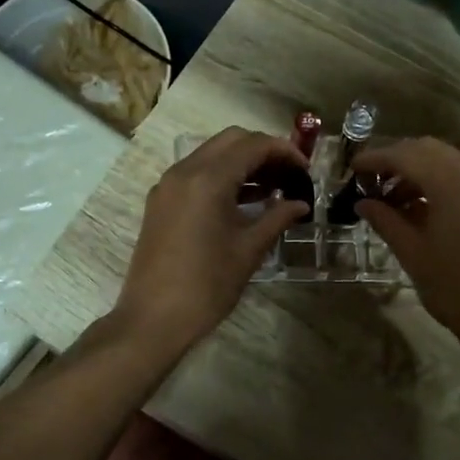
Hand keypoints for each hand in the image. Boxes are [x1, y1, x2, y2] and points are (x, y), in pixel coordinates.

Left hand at [115, 127, 309, 354]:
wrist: (153, 319)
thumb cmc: (207, 285)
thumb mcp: (249, 250)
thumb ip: (277, 218)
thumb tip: (300, 204)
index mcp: (208, 179)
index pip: (253, 145)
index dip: (284, 151)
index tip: (306, 170)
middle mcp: (184, 171)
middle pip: (231, 140)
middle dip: (263, 150)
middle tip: (289, 175)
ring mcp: (168, 185)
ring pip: (211, 154)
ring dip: (242, 163)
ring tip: (273, 188)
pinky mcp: (161, 202)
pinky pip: (196, 174)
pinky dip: (222, 177)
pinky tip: (244, 201)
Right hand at [351, 137, 459, 350]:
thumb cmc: (453, 287)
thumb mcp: (412, 252)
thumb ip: (385, 220)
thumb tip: (362, 202)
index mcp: (451, 182)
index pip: (405, 155)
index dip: (376, 159)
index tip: (353, 169)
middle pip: (428, 149)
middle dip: (397, 160)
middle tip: (371, 180)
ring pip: (448, 159)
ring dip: (418, 169)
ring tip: (392, 197)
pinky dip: (440, 179)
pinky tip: (422, 203)